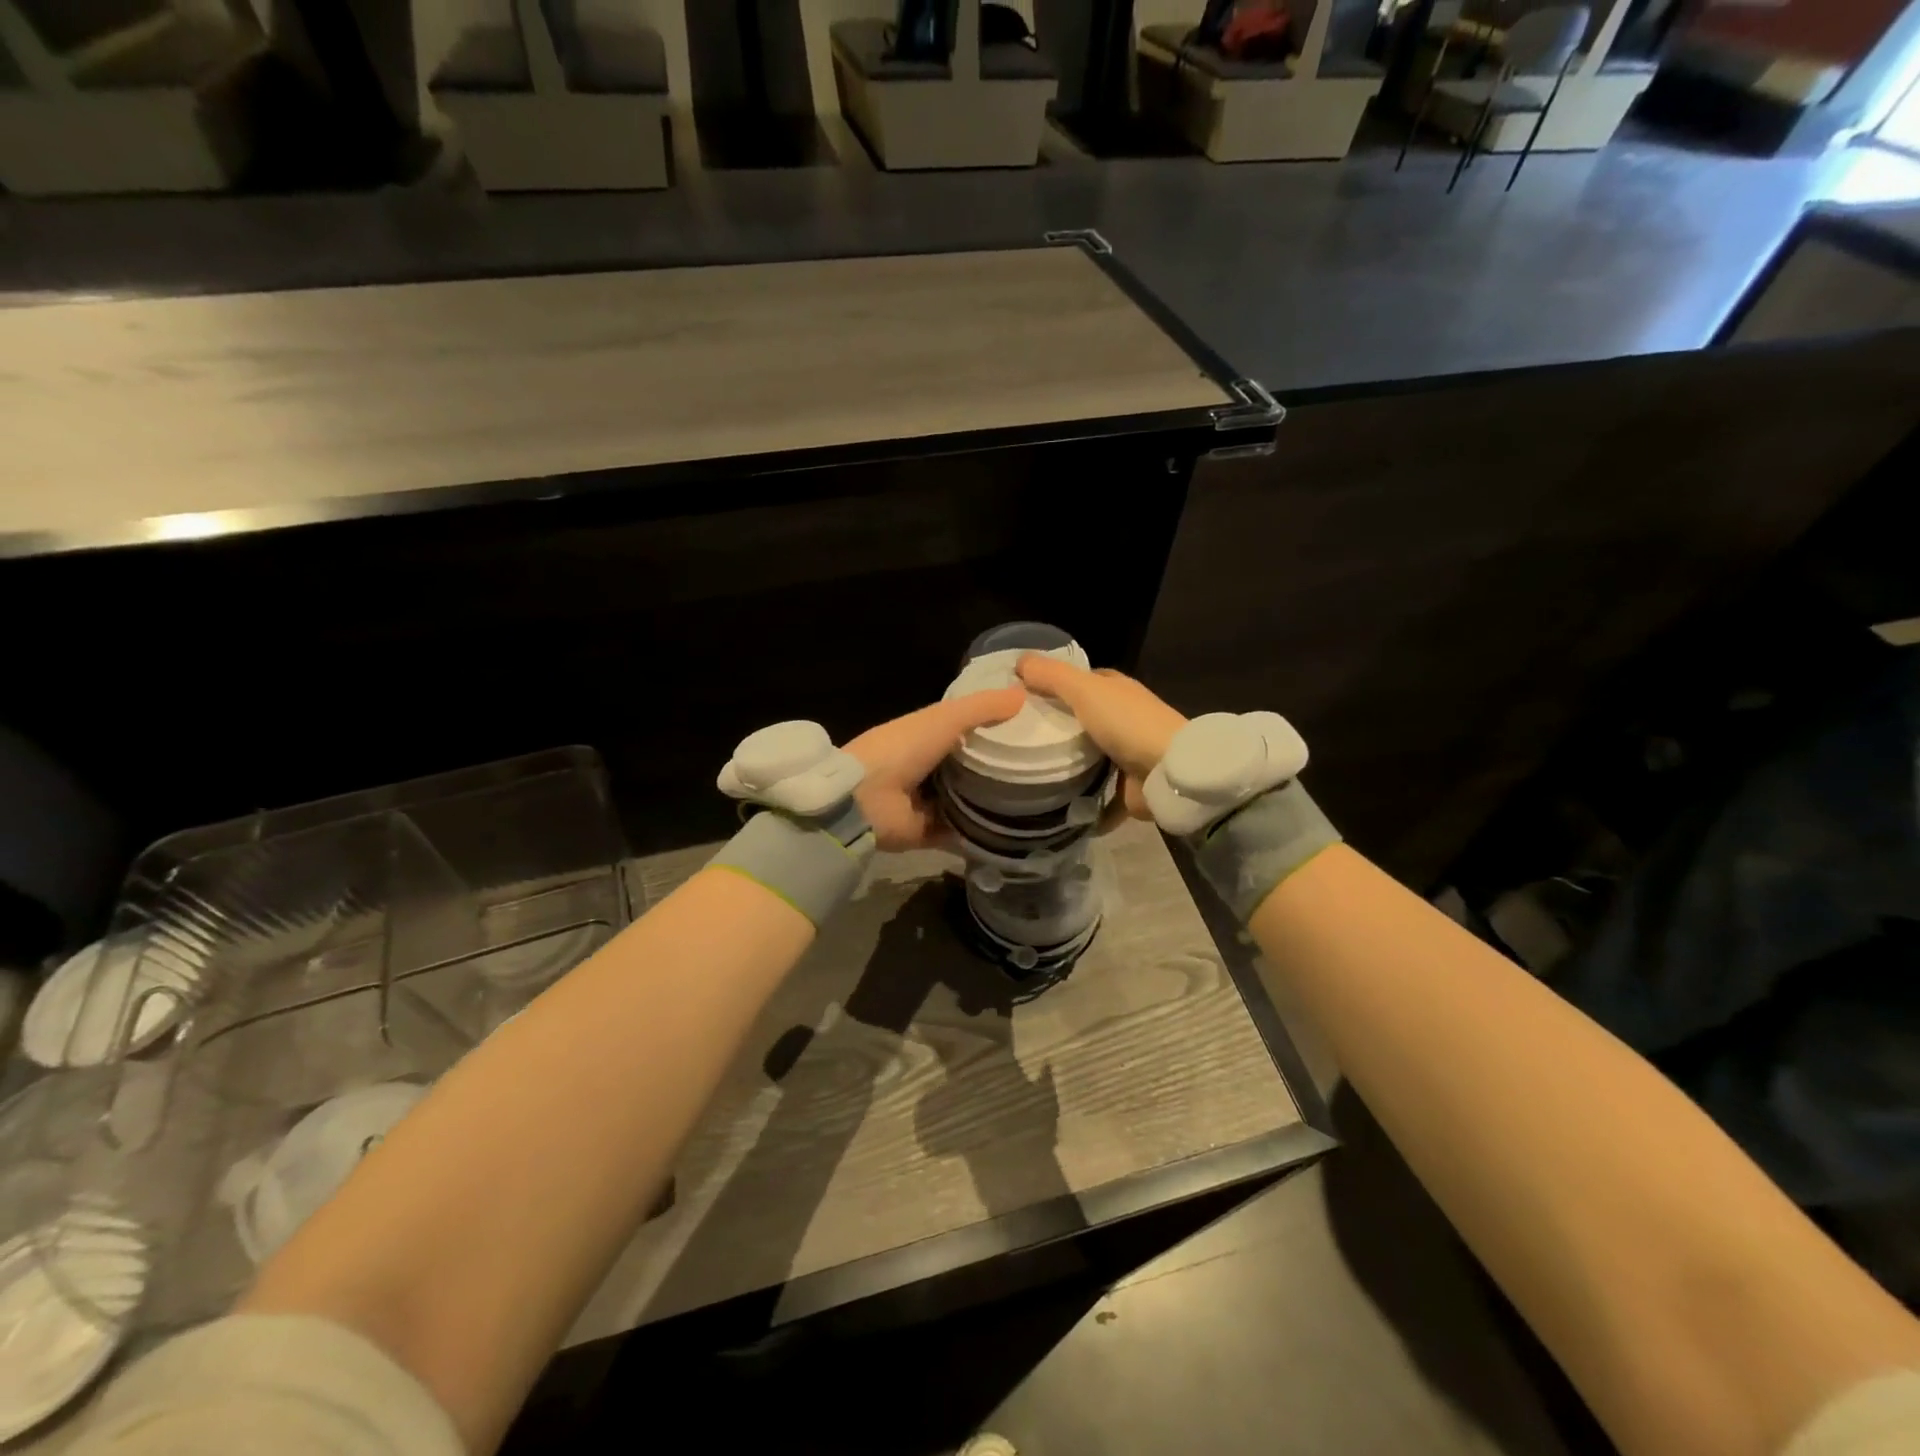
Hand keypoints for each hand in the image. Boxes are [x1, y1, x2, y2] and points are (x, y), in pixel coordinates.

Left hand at [846, 688, 1025, 850]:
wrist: (865, 800)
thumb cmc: (903, 748)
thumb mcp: (944, 718)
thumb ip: (982, 707)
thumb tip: (1024, 694)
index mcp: (928, 736)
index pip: (969, 729)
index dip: (998, 727)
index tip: (1034, 728)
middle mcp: (930, 768)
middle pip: (973, 765)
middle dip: (1002, 766)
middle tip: (1044, 768)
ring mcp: (930, 803)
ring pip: (972, 799)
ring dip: (997, 801)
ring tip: (1040, 799)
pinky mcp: (932, 833)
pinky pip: (964, 833)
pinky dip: (984, 833)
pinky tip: (1018, 831)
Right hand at [1015, 655, 1186, 821]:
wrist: (1169, 772)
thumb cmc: (1127, 723)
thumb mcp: (1085, 690)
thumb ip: (1052, 676)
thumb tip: (1019, 661)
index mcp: (1116, 690)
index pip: (1080, 681)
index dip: (1053, 683)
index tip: (1021, 696)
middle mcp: (1122, 718)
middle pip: (1081, 719)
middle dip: (1054, 726)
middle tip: (1015, 737)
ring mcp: (1126, 754)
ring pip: (1087, 756)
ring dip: (1064, 765)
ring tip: (1024, 771)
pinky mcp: (1126, 787)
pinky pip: (1096, 794)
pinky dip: (1079, 802)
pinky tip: (1051, 806)